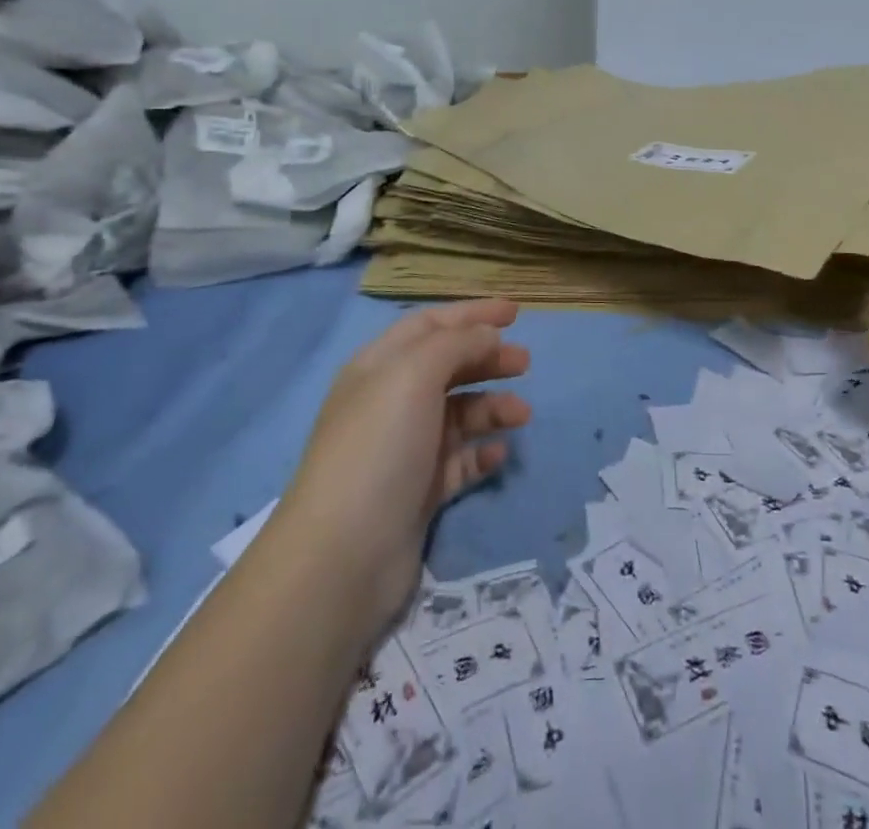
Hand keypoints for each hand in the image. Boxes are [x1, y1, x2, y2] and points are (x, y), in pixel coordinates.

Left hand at [277, 299, 531, 637]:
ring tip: (521, 414)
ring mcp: (405, 448)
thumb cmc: (379, 446)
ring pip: (459, 413)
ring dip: (493, 406)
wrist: (343, 556)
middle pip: (448, 366)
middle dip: (488, 358)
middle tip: (525, 362)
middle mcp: (390, 401)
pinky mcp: (418, 491)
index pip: (430, 324)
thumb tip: (487, 336)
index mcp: (380, 366)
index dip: (472, 314)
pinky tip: (500, 454)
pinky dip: (482, 451)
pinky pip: (460, 460)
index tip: (516, 313)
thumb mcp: (414, 375)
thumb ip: (457, 344)